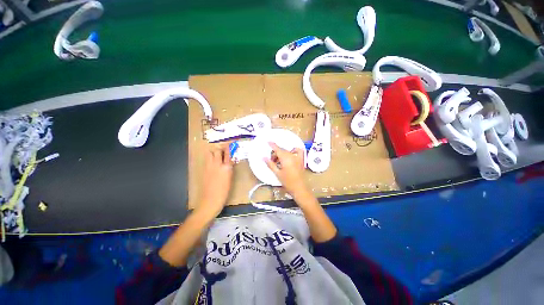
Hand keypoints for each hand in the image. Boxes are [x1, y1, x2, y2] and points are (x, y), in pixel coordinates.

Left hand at [199, 144, 232, 215]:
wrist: (210, 200)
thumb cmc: (224, 192)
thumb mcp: (230, 178)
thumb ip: (230, 168)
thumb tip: (230, 161)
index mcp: (225, 167)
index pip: (227, 153)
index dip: (229, 147)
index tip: (231, 143)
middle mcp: (216, 164)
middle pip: (216, 150)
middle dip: (220, 148)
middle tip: (224, 150)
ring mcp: (208, 167)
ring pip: (209, 153)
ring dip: (213, 152)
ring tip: (217, 155)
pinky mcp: (203, 170)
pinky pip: (207, 159)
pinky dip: (210, 158)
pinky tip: (213, 162)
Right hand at [264, 142, 309, 198]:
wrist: (299, 188)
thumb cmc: (287, 182)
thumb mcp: (277, 173)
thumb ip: (270, 164)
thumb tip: (264, 157)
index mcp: (285, 158)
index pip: (277, 149)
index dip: (273, 145)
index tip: (268, 142)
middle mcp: (292, 156)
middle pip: (282, 151)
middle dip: (276, 154)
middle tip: (272, 161)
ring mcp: (298, 157)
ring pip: (288, 151)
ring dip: (282, 154)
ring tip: (279, 161)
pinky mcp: (301, 160)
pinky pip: (298, 151)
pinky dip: (294, 150)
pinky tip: (290, 154)